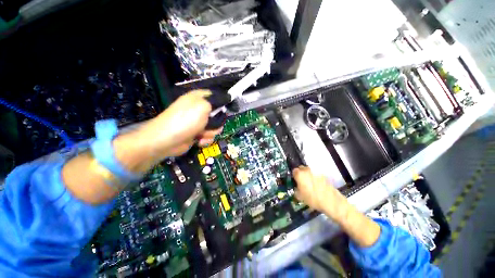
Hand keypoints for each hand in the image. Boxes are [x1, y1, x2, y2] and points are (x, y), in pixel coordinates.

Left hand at [140, 90, 222, 156]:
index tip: (228, 108)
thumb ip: (216, 102)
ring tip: (201, 134)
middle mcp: (199, 109)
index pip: (216, 96)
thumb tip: (227, 98)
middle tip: (210, 124)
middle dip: (217, 122)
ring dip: (210, 132)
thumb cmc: (185, 120)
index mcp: (199, 98)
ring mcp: (198, 122)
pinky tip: (199, 141)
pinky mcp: (197, 133)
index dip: (223, 101)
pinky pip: (209, 135)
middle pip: (218, 114)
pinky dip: (205, 139)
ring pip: (215, 127)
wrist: (167, 140)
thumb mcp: (203, 107)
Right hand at [292, 166, 350, 223]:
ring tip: (310, 184)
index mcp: (299, 174)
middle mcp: (307, 170)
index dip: (294, 176)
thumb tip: (296, 187)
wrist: (330, 201)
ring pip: (309, 172)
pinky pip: (316, 175)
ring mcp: (316, 172)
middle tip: (301, 182)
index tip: (295, 181)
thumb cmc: (312, 198)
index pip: (294, 171)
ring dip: (308, 175)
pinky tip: (317, 186)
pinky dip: (315, 178)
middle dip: (301, 173)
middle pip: (301, 169)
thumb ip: (296, 189)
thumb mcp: (299, 196)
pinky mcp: (323, 175)